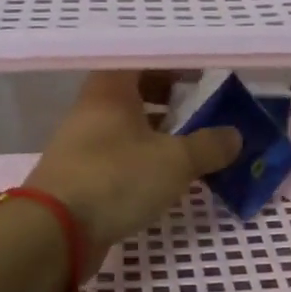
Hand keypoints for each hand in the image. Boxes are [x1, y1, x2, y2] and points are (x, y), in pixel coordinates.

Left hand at [26, 71, 240, 261]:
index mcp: (111, 90)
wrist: (55, 231)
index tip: (204, 71)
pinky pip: (122, 156)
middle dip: (170, 97)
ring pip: (128, 126)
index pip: (144, 60)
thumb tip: (235, 136)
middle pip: (135, 92)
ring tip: (194, 141)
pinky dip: (145, 158)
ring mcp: (84, 144)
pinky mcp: (83, 176)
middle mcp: (93, 110)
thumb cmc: (116, 179)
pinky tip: (168, 174)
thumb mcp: (174, 161)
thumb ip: (208, 146)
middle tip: (203, 105)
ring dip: (159, 130)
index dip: (175, 63)